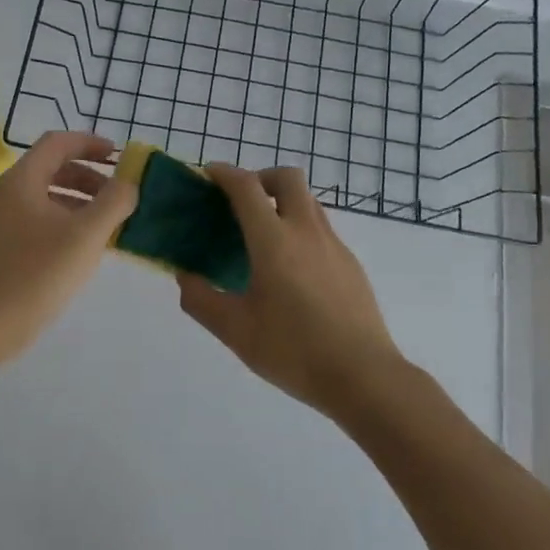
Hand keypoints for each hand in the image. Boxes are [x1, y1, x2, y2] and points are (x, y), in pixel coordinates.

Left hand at [0, 132, 136, 365]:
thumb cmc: (35, 275)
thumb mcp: (85, 236)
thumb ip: (114, 203)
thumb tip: (130, 183)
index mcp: (22, 181)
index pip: (58, 143)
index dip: (90, 143)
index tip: (119, 157)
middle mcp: (7, 194)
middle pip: (52, 168)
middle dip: (89, 177)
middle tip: (119, 196)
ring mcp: (0, 222)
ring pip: (46, 197)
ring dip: (80, 202)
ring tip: (109, 225)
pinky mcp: (1, 248)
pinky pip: (39, 221)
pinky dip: (65, 223)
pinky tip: (84, 249)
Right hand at [178, 165, 406, 421]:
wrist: (363, 376)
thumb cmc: (293, 351)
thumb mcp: (235, 331)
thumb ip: (201, 299)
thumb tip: (185, 276)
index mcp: (274, 241)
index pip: (247, 187)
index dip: (224, 173)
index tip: (208, 174)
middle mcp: (307, 232)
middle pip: (288, 178)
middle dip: (261, 178)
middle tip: (241, 203)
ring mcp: (334, 246)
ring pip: (308, 202)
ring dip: (283, 202)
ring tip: (263, 237)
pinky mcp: (351, 264)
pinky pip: (321, 229)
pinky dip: (300, 229)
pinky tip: (290, 270)